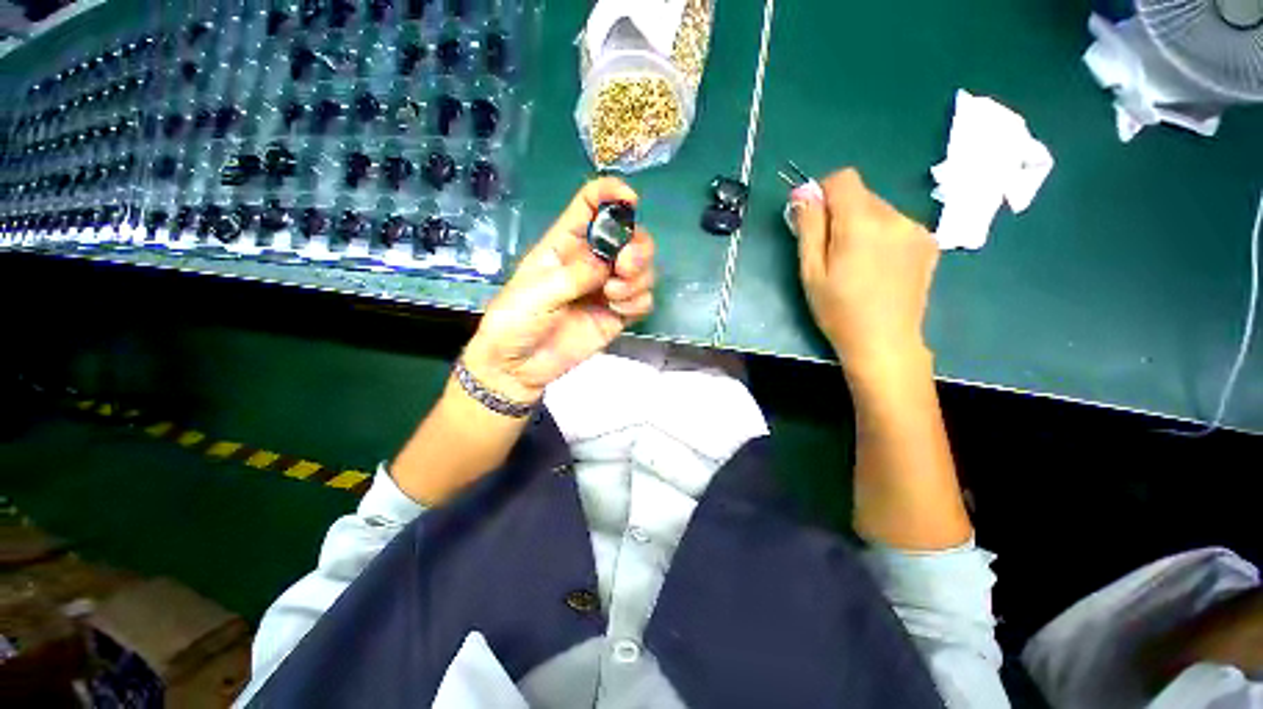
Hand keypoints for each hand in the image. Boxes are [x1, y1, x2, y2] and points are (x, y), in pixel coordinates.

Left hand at [463, 178, 656, 403]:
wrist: (519, 366)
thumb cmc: (516, 321)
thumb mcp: (538, 292)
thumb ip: (575, 274)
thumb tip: (608, 262)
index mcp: (566, 244)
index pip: (591, 205)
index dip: (611, 194)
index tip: (630, 201)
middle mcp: (591, 261)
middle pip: (631, 237)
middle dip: (637, 247)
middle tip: (625, 266)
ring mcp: (607, 288)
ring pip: (643, 269)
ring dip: (637, 278)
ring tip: (612, 296)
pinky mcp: (618, 314)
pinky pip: (643, 299)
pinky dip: (638, 301)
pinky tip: (618, 311)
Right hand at [793, 168, 938, 378]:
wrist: (885, 342)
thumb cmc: (838, 310)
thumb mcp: (811, 271)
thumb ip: (809, 227)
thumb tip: (803, 192)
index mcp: (862, 222)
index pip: (844, 178)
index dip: (824, 193)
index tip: (816, 221)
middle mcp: (895, 216)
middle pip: (861, 195)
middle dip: (842, 214)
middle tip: (833, 252)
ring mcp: (917, 229)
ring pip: (880, 209)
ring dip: (862, 225)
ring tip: (857, 264)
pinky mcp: (929, 243)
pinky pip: (897, 224)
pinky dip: (882, 236)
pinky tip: (879, 267)